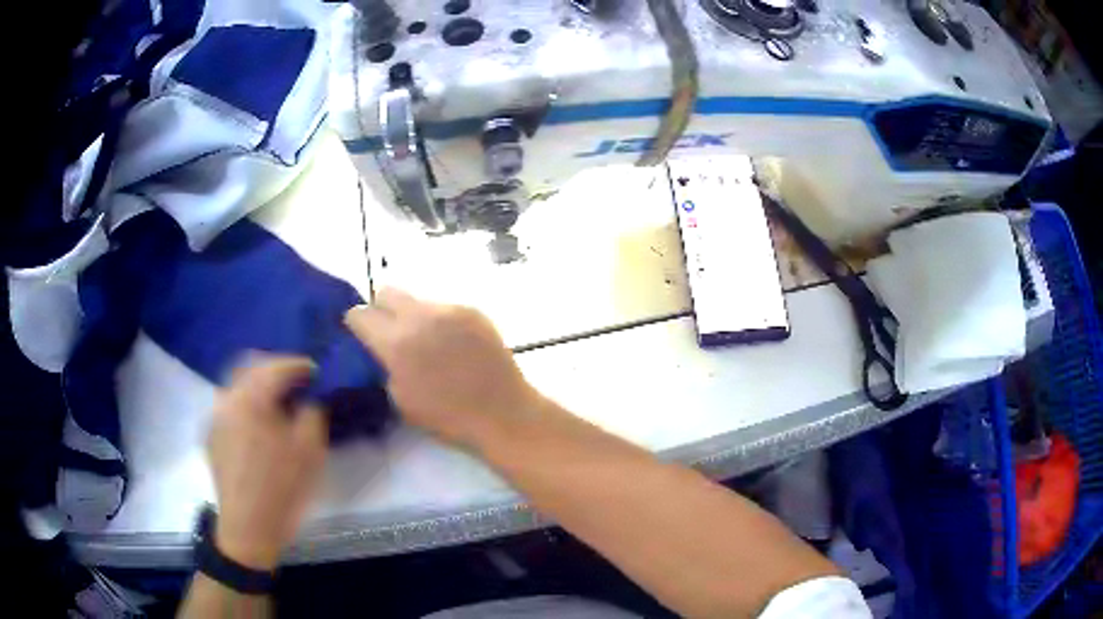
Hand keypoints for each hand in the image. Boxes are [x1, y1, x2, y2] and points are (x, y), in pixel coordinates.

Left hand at [207, 355, 328, 569]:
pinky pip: (230, 405)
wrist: (248, 525)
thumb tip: (310, 397)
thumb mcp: (309, 450)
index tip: (316, 371)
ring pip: (237, 385)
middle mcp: (227, 398)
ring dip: (258, 386)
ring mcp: (215, 416)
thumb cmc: (281, 487)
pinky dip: (246, 404)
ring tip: (277, 404)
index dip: (299, 365)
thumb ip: (312, 413)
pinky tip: (259, 425)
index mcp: (251, 398)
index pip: (276, 366)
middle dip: (275, 369)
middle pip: (250, 366)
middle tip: (296, 382)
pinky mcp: (211, 435)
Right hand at [344, 289, 541, 450]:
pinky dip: (440, 322)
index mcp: (396, 342)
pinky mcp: (472, 310)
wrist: (502, 412)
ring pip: (417, 300)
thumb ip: (385, 364)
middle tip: (388, 332)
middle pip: (386, 292)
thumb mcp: (400, 398)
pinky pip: (444, 308)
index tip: (361, 335)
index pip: (359, 314)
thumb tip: (381, 348)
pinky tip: (453, 345)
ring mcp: (449, 309)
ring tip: (427, 342)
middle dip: (381, 309)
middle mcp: (420, 317)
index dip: (356, 324)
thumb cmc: (448, 417)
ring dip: (413, 316)